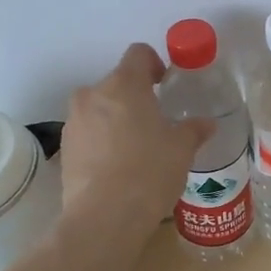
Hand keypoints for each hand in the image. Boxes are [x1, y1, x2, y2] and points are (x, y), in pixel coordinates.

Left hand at [59, 44, 215, 241]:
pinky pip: (88, 134)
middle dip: (135, 98)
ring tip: (136, 149)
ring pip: (99, 109)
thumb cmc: (150, 171)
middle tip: (155, 123)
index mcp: (124, 84)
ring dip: (116, 120)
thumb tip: (206, 124)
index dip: (154, 64)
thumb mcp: (182, 149)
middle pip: (117, 83)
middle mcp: (93, 95)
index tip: (165, 84)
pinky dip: (102, 142)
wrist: (104, 217)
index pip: (138, 53)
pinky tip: (118, 168)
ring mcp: (74, 122)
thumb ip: (194, 130)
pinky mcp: (64, 149)